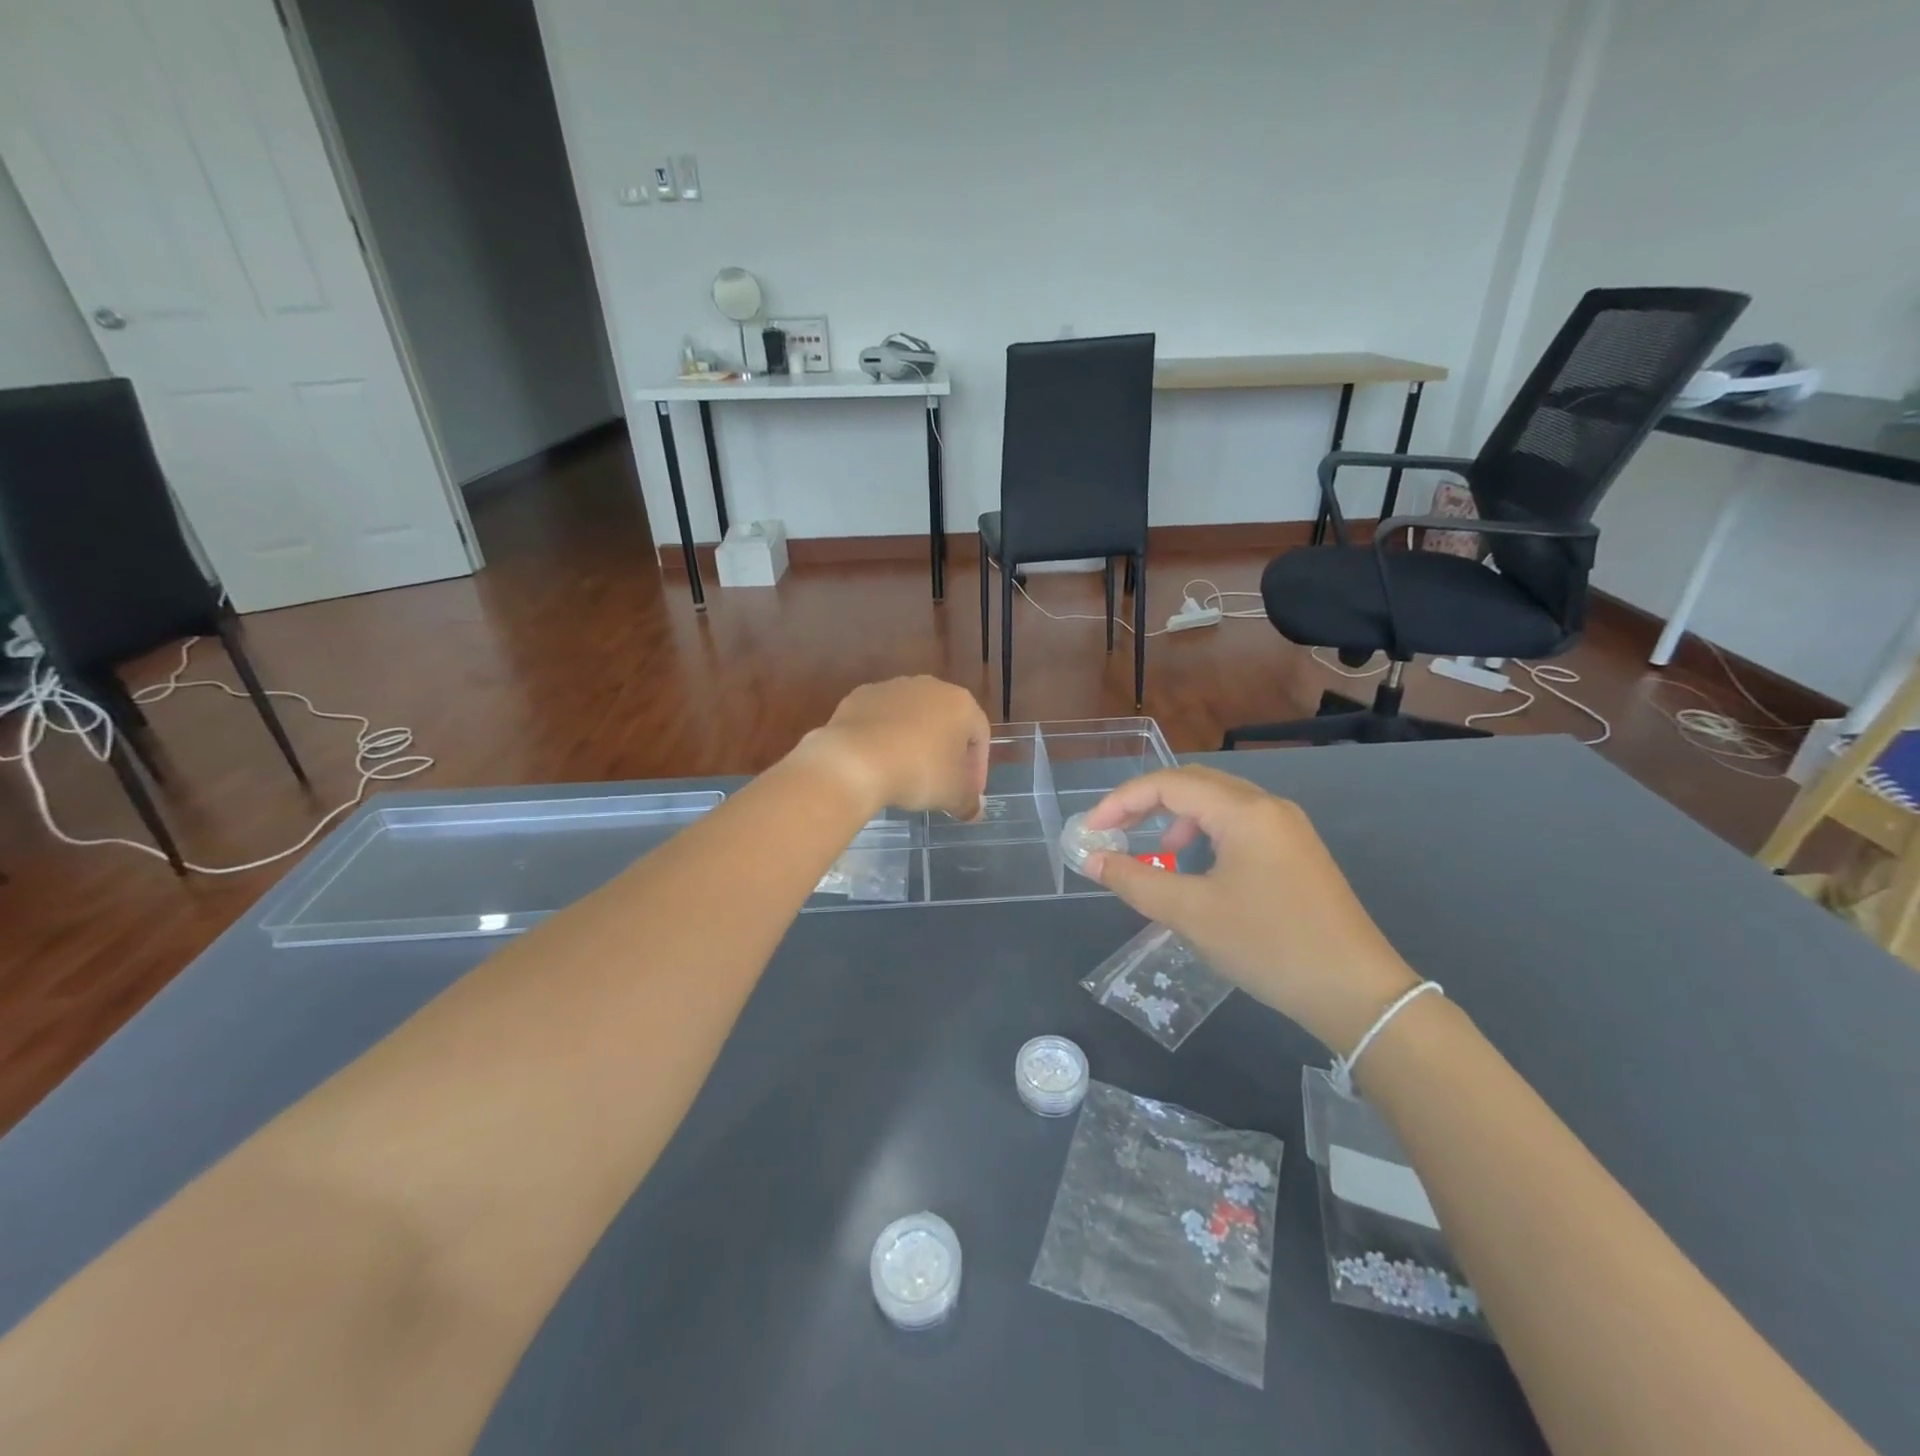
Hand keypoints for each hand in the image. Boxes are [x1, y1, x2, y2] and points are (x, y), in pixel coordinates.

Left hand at [792, 677, 990, 819]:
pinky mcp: (859, 696)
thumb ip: (969, 802)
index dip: (978, 768)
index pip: (980, 736)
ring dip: (914, 742)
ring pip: (912, 718)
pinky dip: (883, 737)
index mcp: (960, 703)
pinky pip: (880, 719)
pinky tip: (878, 762)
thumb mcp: (953, 795)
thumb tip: (975, 810)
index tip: (968, 793)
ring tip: (906, 773)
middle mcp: (929, 686)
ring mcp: (891, 687)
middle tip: (941, 783)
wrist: (854, 760)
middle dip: (947, 752)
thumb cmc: (918, 772)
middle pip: (946, 722)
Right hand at [1082, 766, 1420, 1051]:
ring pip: (1218, 803)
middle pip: (1194, 783)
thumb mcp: (1191, 914)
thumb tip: (1092, 860)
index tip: (1091, 832)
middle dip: (1147, 803)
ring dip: (1177, 818)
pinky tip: (1199, 869)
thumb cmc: (1269, 945)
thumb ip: (1135, 880)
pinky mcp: (1297, 852)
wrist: (1357, 993)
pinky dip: (1206, 835)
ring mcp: (1288, 828)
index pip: (1169, 784)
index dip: (1122, 802)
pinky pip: (1239, 825)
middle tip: (1114, 831)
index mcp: (1244, 811)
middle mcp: (1268, 806)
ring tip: (1158, 854)